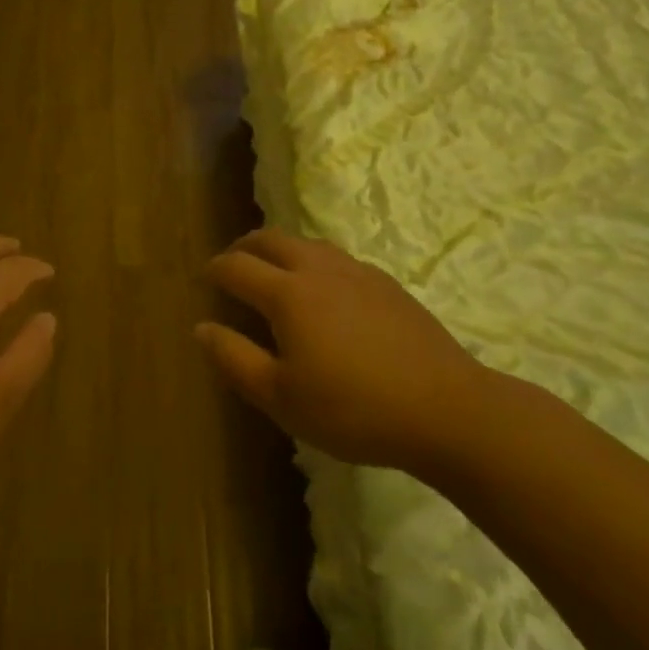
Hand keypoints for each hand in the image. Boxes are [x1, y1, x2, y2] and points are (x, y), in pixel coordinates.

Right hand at [196, 228, 491, 476]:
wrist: (447, 410)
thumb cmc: (353, 409)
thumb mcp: (281, 397)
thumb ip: (234, 359)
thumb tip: (201, 327)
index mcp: (287, 293)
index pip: (237, 266)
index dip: (214, 269)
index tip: (204, 278)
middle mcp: (317, 269)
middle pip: (270, 239)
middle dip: (244, 247)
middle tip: (232, 264)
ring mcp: (357, 272)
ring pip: (306, 243)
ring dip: (280, 249)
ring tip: (274, 271)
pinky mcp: (387, 284)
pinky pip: (337, 258)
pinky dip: (314, 262)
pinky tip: (325, 291)